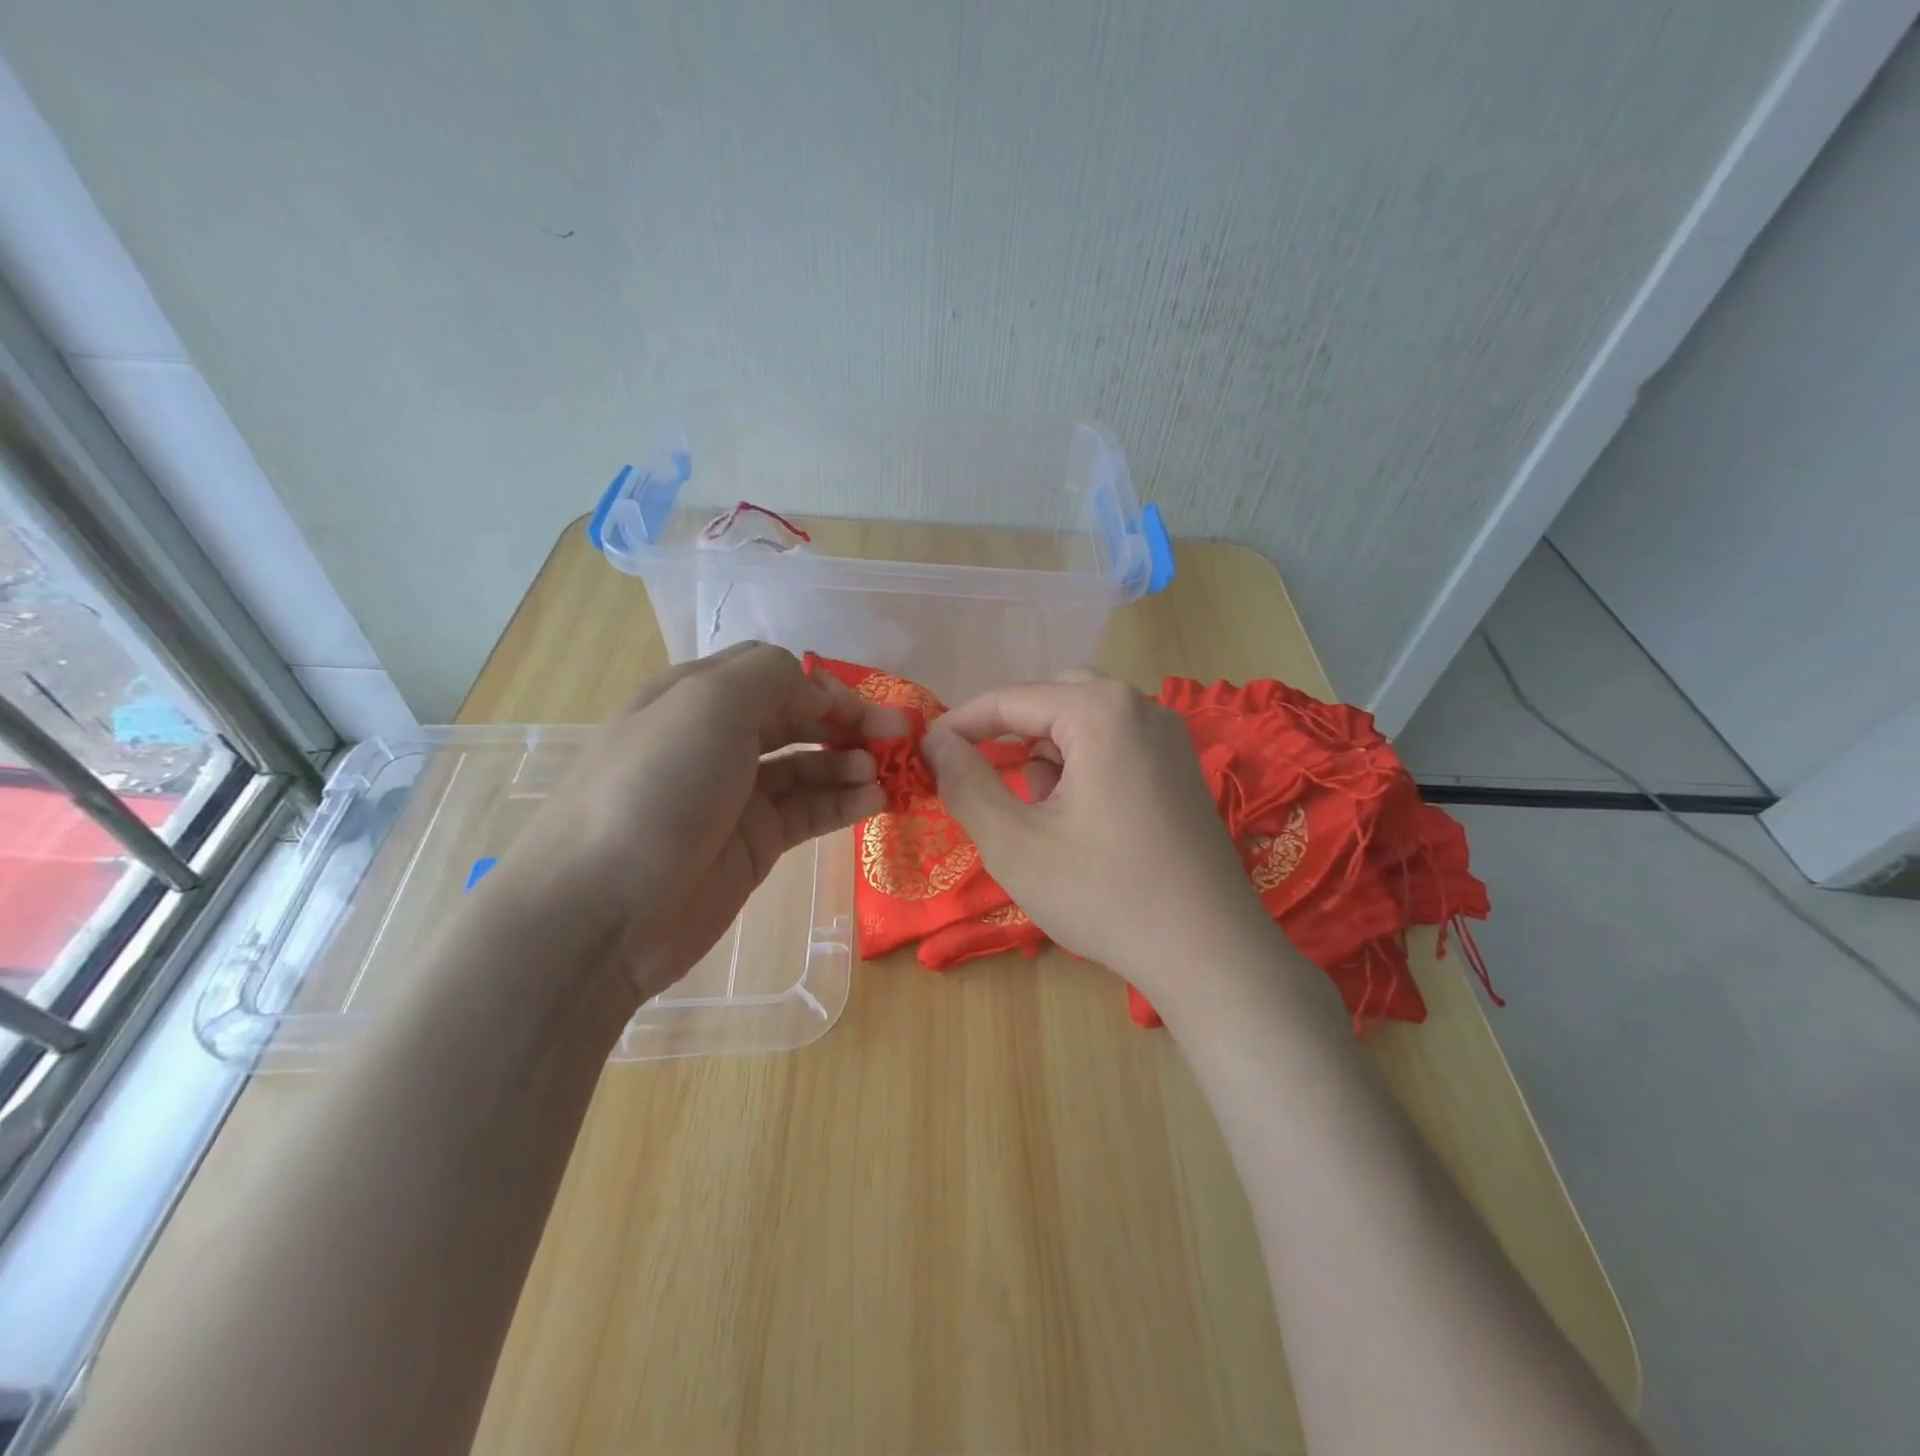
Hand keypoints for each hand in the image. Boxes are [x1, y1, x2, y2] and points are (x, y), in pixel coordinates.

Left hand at [486, 643, 887, 1005]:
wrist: (602, 909)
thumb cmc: (656, 787)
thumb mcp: (708, 703)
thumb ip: (771, 676)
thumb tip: (817, 695)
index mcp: (696, 696)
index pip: (774, 673)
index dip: (822, 685)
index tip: (860, 709)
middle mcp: (717, 740)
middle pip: (796, 717)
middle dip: (847, 722)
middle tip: (897, 738)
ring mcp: (737, 795)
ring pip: (808, 765)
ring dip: (849, 762)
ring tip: (882, 775)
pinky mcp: (754, 843)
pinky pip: (809, 810)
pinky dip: (843, 801)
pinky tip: (874, 801)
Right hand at [922, 671, 1276, 1005]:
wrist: (1209, 954)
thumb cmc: (1104, 894)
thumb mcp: (1015, 843)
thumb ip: (965, 783)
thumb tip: (936, 742)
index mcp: (1101, 711)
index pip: (1011, 698)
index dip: (962, 724)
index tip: (927, 753)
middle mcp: (1142, 706)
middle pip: (1053, 699)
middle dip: (1014, 736)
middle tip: (992, 785)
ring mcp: (1170, 737)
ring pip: (1085, 723)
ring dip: (1050, 755)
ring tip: (1044, 818)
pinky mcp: (1182, 769)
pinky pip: (1116, 745)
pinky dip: (1084, 768)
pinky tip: (1083, 823)